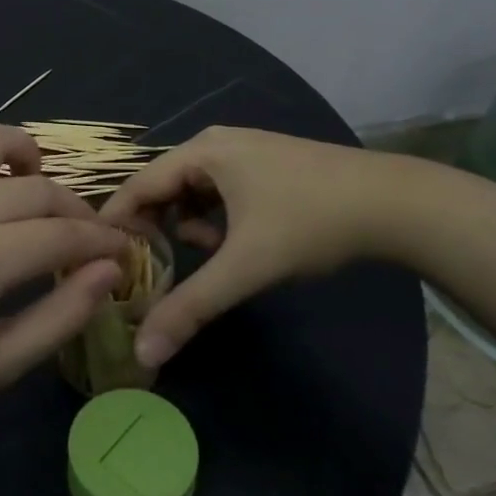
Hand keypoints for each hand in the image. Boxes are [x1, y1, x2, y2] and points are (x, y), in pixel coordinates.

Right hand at [100, 126, 404, 367]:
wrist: (395, 204)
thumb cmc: (310, 223)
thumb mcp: (245, 267)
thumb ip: (191, 307)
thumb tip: (143, 352)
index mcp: (202, 152)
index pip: (138, 185)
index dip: (115, 223)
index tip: (100, 260)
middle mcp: (216, 143)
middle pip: (165, 188)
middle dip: (158, 230)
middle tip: (154, 269)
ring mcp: (245, 151)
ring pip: (194, 193)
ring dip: (192, 228)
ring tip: (212, 256)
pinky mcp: (267, 166)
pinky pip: (221, 193)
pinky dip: (218, 220)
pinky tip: (239, 243)